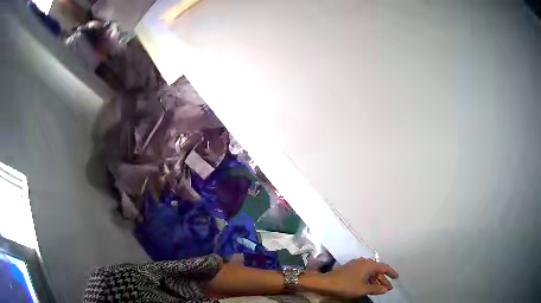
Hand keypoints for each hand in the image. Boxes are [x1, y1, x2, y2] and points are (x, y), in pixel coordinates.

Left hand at [321, 258, 398, 297]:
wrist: (326, 282)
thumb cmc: (346, 285)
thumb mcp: (363, 289)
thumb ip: (376, 288)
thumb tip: (385, 289)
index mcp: (369, 265)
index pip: (384, 267)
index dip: (391, 273)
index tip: (397, 278)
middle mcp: (364, 262)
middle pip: (377, 270)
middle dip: (383, 280)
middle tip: (388, 288)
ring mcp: (356, 265)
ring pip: (370, 273)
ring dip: (375, 281)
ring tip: (379, 290)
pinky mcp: (350, 269)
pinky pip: (363, 274)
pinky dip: (368, 280)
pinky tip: (368, 287)